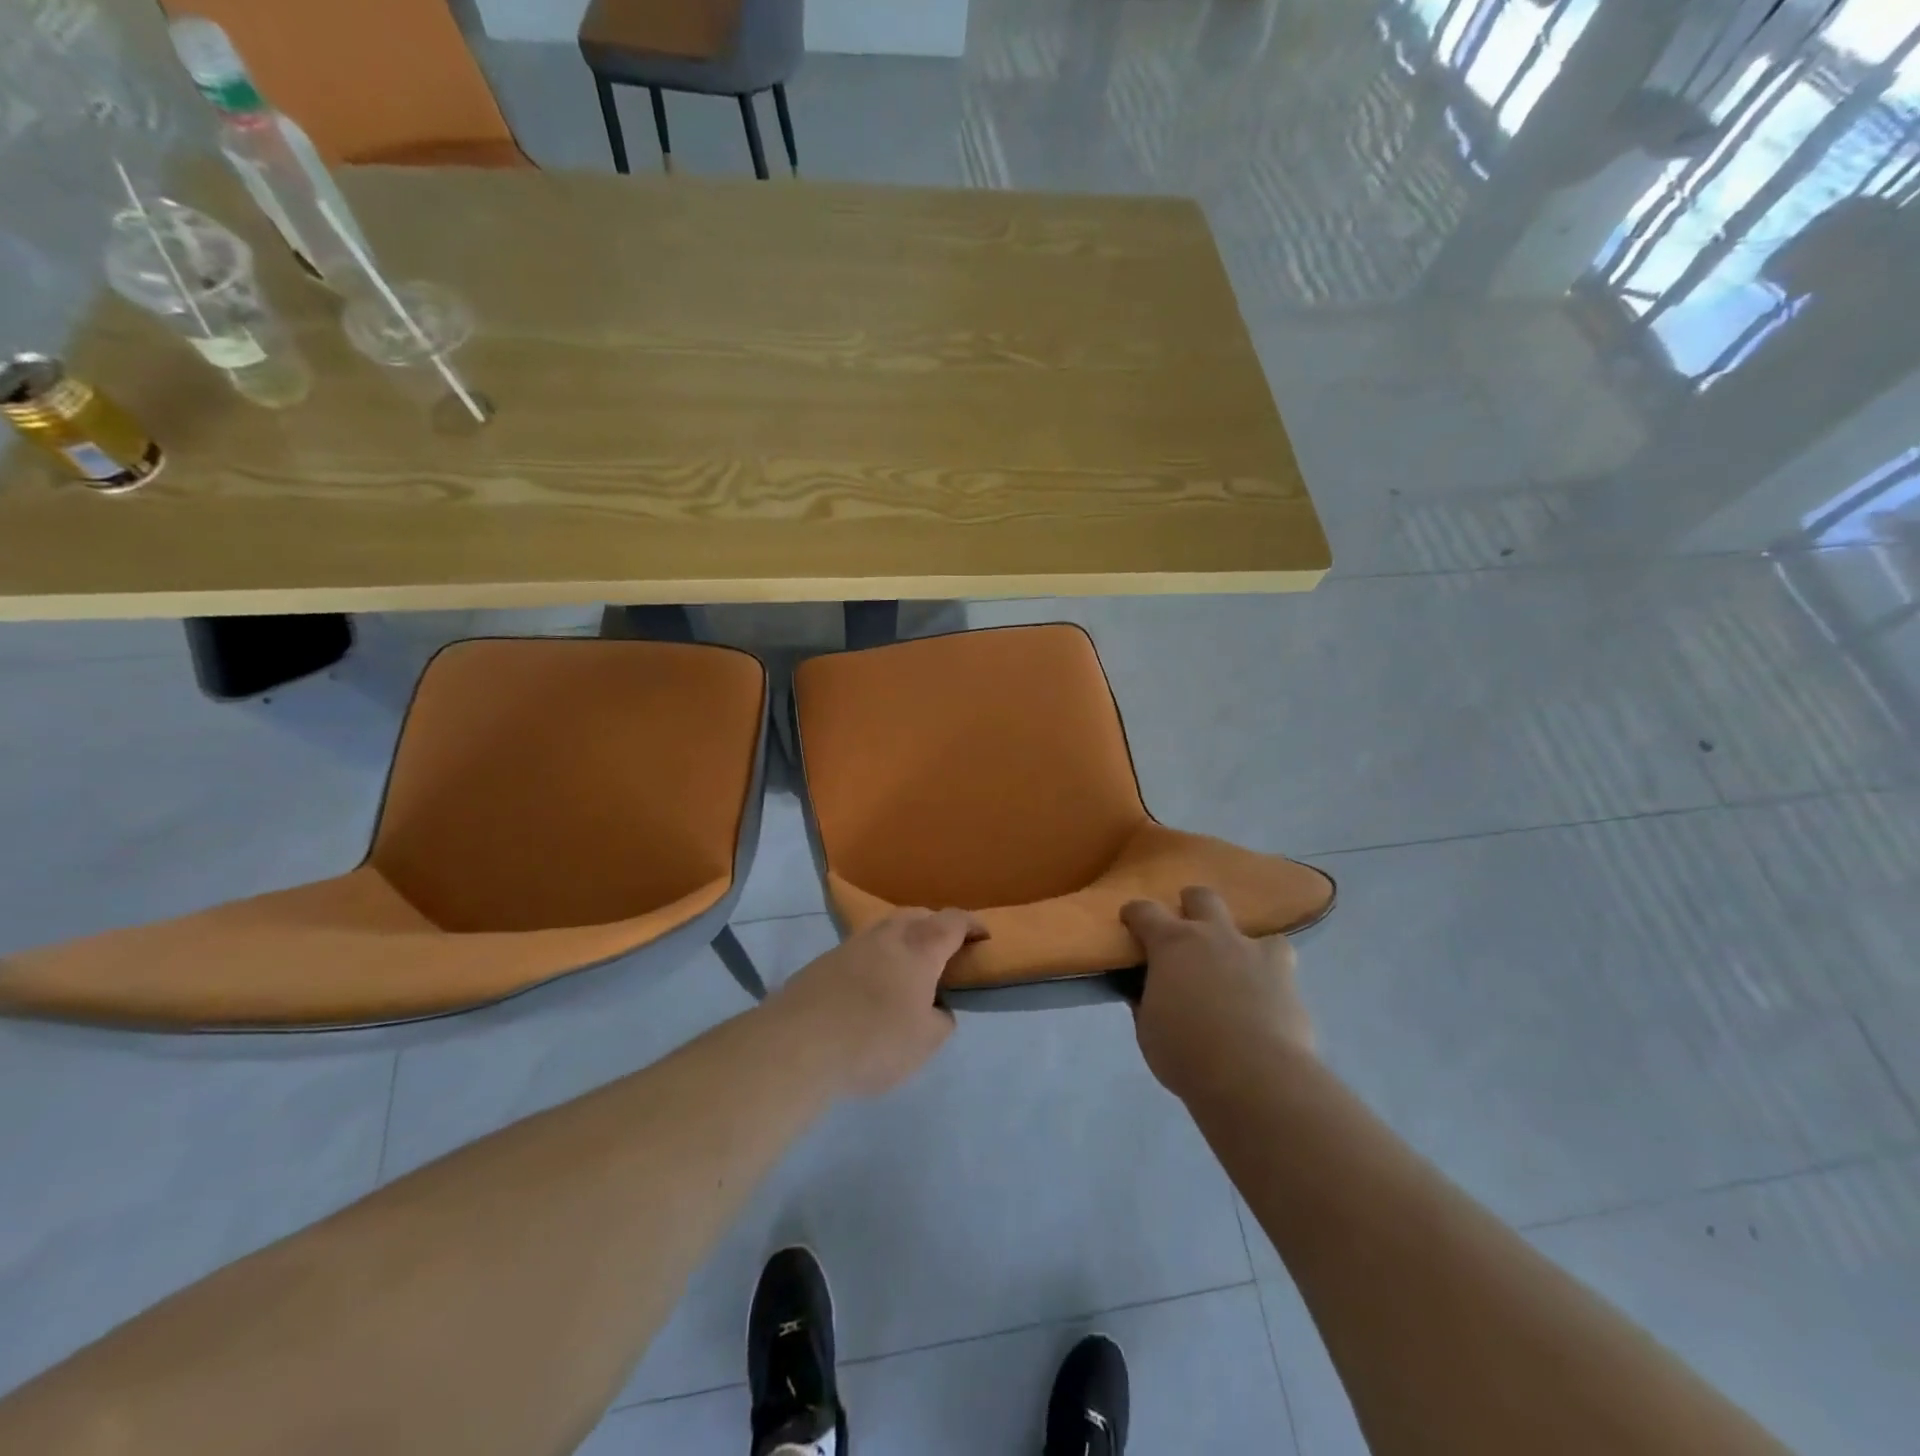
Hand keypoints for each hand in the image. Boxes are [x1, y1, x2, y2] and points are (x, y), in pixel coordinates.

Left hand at [771, 909, 984, 1097]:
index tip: (983, 936)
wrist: (798, 1044)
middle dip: (936, 925)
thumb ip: (940, 1021)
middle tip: (945, 949)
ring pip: (886, 928)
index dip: (972, 925)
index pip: (953, 922)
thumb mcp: (925, 1042)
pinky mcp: (824, 961)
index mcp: (920, 948)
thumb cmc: (874, 1041)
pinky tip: (872, 985)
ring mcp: (852, 944)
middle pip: (917, 915)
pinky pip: (862, 949)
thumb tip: (936, 1008)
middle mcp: (887, 935)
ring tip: (908, 967)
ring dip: (903, 939)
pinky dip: (877, 957)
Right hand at [1121, 886, 1313, 1101]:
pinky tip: (1264, 991)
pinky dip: (1269, 971)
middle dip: (1190, 905)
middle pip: (1201, 897)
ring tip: (1234, 964)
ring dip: (1238, 940)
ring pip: (1251, 925)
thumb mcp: (1148, 1030)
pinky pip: (1279, 960)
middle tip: (1185, 931)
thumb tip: (1145, 991)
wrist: (1256, 1077)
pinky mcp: (1286, 976)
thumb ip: (1146, 1002)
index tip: (1130, 921)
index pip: (1145, 912)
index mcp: (1172, 944)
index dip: (1134, 914)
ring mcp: (1253, 952)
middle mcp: (1213, 936)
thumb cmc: (1187, 1053)